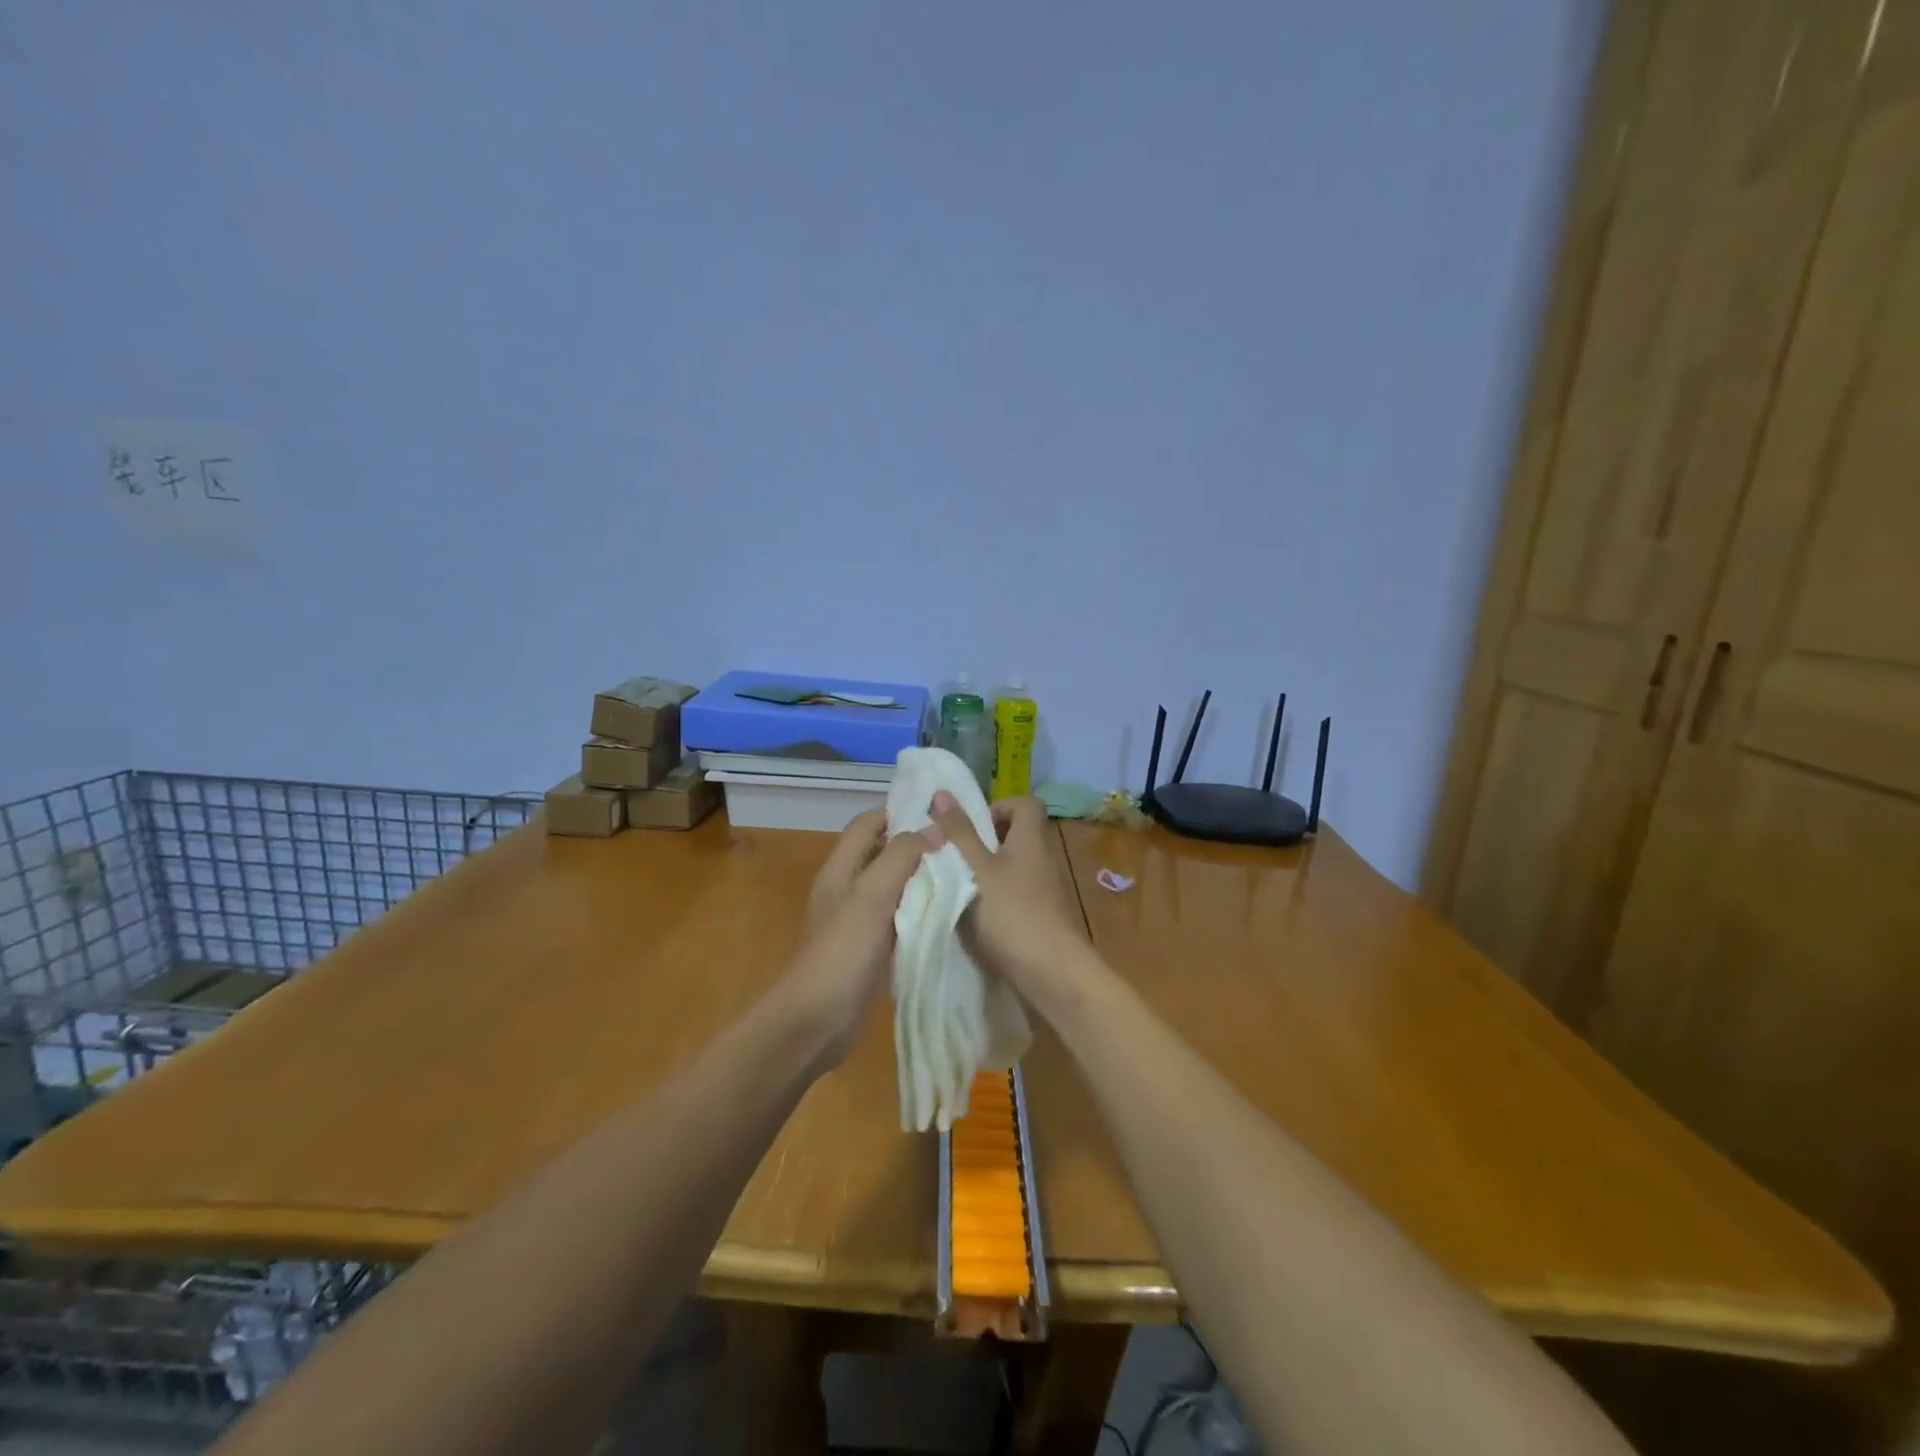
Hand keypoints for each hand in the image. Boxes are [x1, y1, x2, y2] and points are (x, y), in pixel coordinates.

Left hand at [779, 808, 937, 1066]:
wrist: (814, 1021)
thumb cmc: (842, 951)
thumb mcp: (872, 896)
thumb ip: (901, 857)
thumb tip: (933, 828)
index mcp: (840, 868)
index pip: (869, 823)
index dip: (899, 811)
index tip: (939, 810)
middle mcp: (846, 887)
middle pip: (882, 852)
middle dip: (916, 843)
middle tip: (960, 842)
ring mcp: (856, 920)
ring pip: (892, 885)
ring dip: (920, 877)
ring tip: (962, 872)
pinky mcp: (868, 948)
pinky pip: (897, 917)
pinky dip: (918, 909)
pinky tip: (946, 913)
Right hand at [928, 792, 1088, 1002]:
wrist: (1052, 974)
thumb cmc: (1012, 913)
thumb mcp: (976, 869)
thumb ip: (959, 833)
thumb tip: (942, 792)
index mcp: (1031, 840)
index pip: (1026, 804)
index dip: (998, 807)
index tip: (971, 827)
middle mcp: (1042, 860)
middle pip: (1016, 836)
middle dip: (983, 843)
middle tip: (955, 858)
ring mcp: (1044, 892)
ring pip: (1013, 868)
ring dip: (985, 873)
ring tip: (956, 888)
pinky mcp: (1041, 919)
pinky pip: (1014, 895)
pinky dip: (994, 899)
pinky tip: (972, 918)